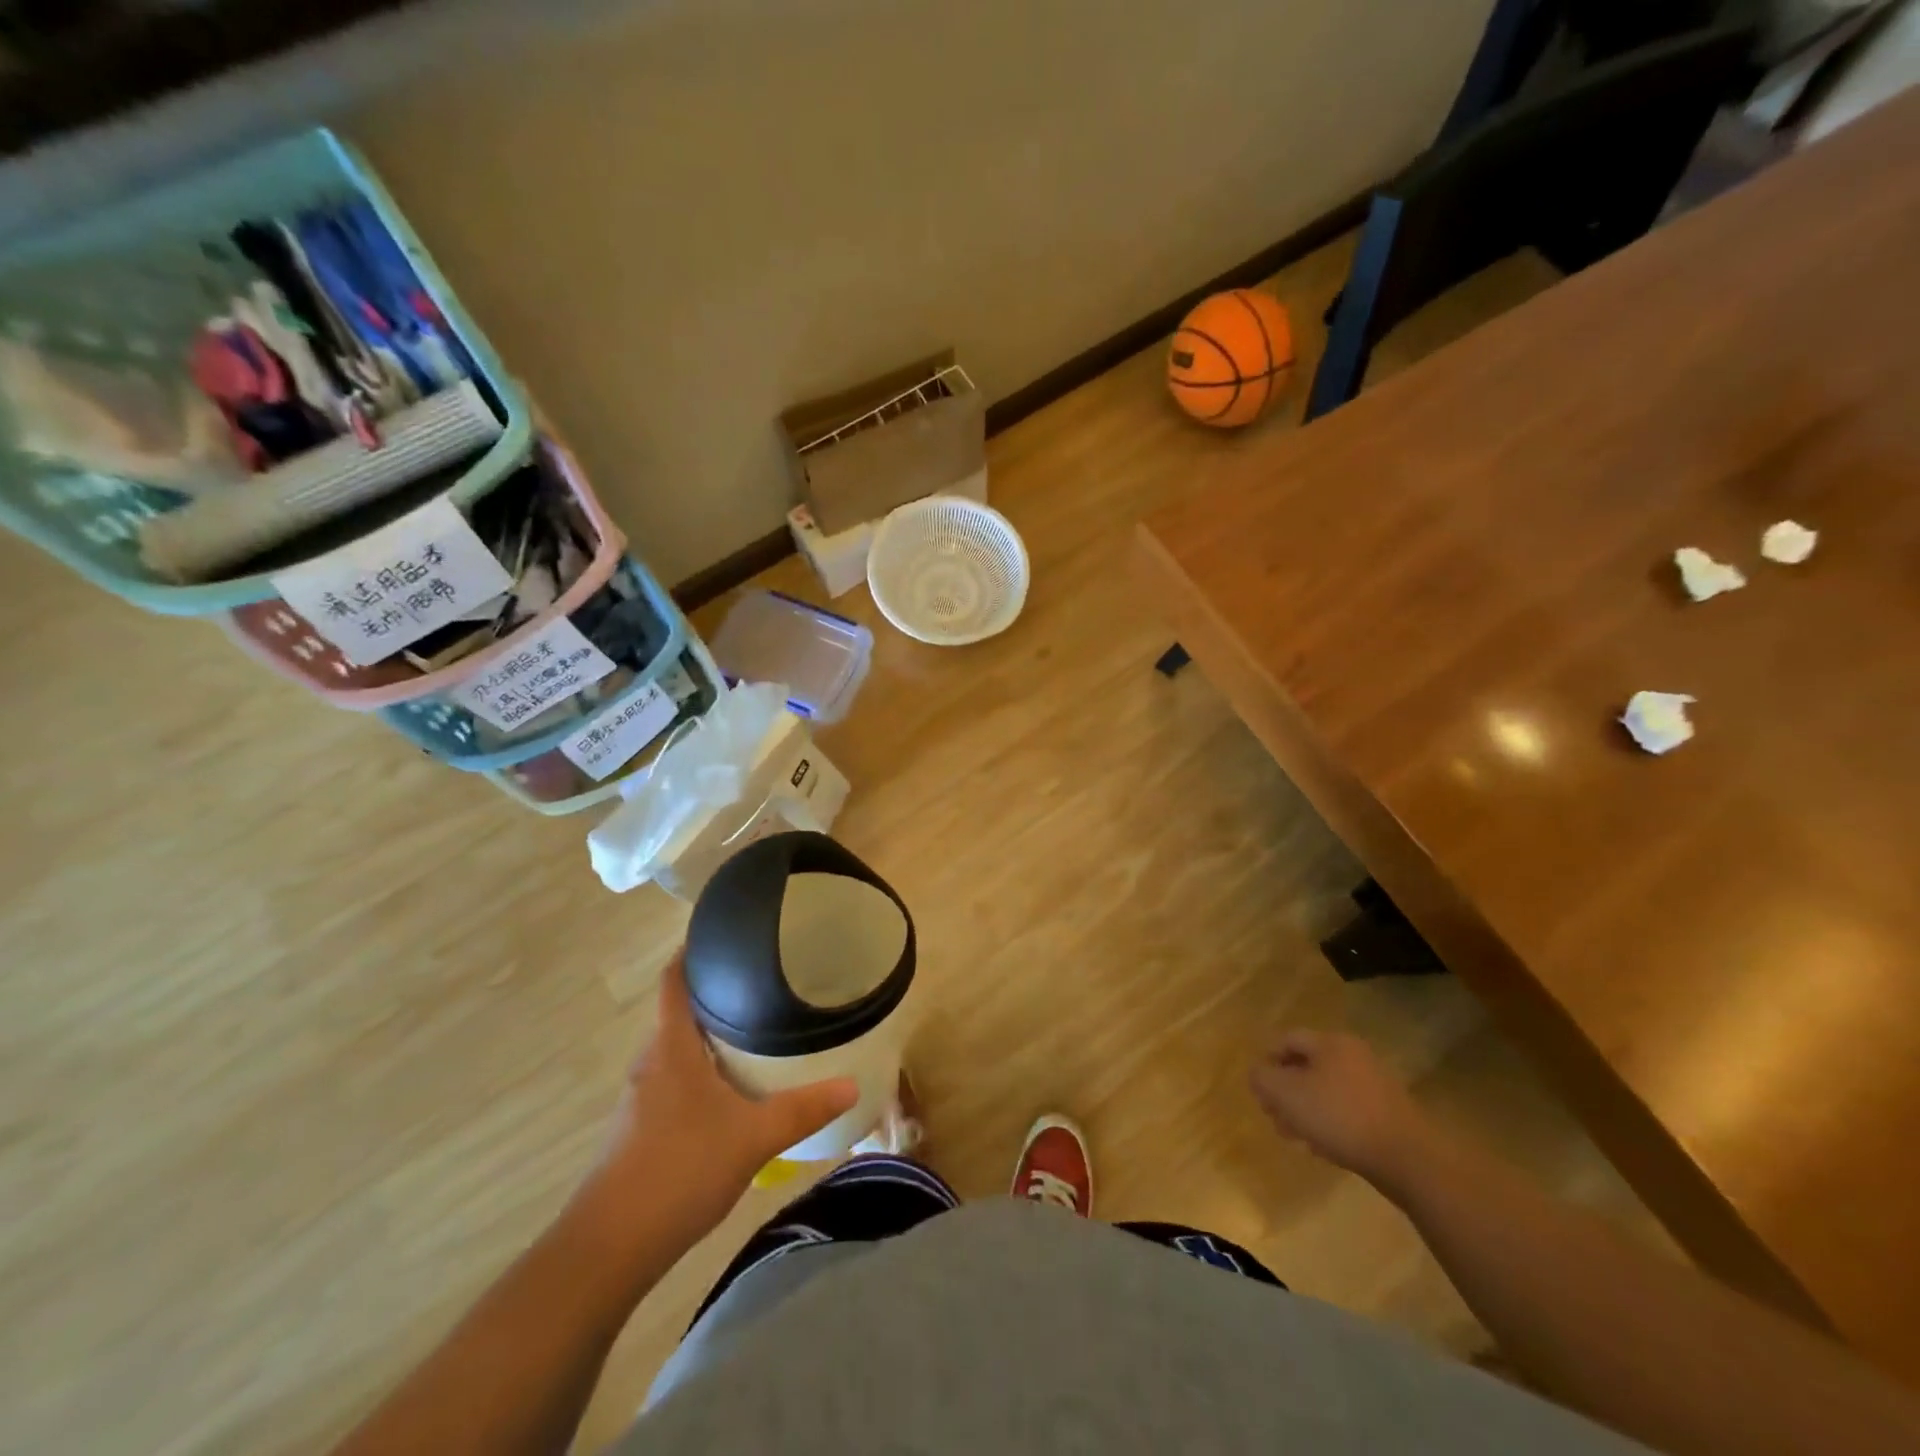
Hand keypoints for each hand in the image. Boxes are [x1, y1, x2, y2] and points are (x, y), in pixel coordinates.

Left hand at [585, 952, 857, 1247]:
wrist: (607, 1249)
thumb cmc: (679, 1171)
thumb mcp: (753, 1137)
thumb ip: (803, 1108)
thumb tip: (853, 1084)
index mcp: (672, 1047)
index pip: (674, 980)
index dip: (692, 951)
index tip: (725, 934)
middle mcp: (651, 1063)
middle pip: (680, 1013)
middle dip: (717, 996)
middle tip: (763, 983)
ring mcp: (641, 1098)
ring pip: (678, 1050)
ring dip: (709, 1037)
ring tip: (755, 1031)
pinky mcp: (639, 1130)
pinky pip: (674, 1081)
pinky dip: (701, 1072)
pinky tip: (730, 1092)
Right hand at [1250, 1030, 1438, 1194]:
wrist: (1408, 1159)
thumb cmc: (1339, 1117)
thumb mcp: (1286, 1094)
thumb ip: (1262, 1078)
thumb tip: (1258, 1074)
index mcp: (1331, 1043)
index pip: (1287, 1040)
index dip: (1267, 1061)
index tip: (1260, 1090)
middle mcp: (1354, 1055)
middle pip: (1308, 1067)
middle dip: (1286, 1092)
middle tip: (1275, 1117)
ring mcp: (1376, 1085)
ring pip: (1327, 1091)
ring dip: (1307, 1111)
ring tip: (1298, 1138)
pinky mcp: (1389, 1114)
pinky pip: (1349, 1111)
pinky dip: (1332, 1124)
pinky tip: (1326, 1149)